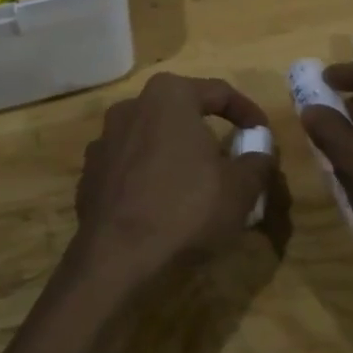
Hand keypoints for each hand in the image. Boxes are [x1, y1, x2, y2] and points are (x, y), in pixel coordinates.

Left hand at [72, 73, 275, 283]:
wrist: (115, 261)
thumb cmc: (186, 209)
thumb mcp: (240, 188)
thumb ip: (258, 162)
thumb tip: (261, 153)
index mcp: (169, 95)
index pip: (219, 92)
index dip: (248, 113)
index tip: (263, 135)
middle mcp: (132, 107)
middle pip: (182, 113)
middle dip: (208, 133)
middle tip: (231, 159)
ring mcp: (104, 141)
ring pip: (154, 140)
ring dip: (177, 156)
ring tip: (197, 186)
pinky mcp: (89, 175)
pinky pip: (131, 167)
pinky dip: (150, 178)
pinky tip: (164, 207)